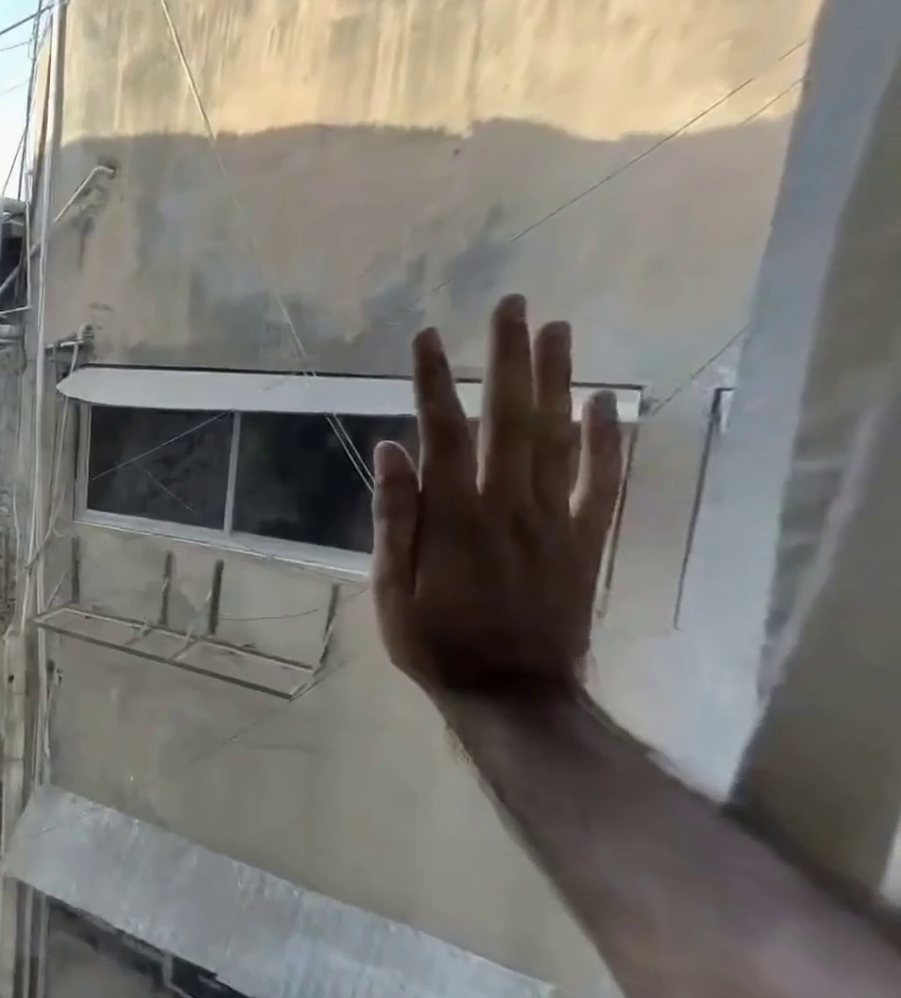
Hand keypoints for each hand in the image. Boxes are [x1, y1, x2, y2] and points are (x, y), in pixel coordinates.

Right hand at [371, 294, 624, 697]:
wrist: (512, 692)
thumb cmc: (433, 640)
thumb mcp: (391, 586)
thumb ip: (395, 517)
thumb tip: (390, 450)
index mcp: (454, 517)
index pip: (443, 433)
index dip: (433, 382)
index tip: (427, 337)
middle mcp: (509, 505)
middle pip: (510, 418)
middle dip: (508, 358)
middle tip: (510, 305)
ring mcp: (554, 520)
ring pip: (560, 438)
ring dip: (557, 380)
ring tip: (556, 330)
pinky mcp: (583, 539)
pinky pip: (600, 482)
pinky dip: (607, 439)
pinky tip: (605, 402)